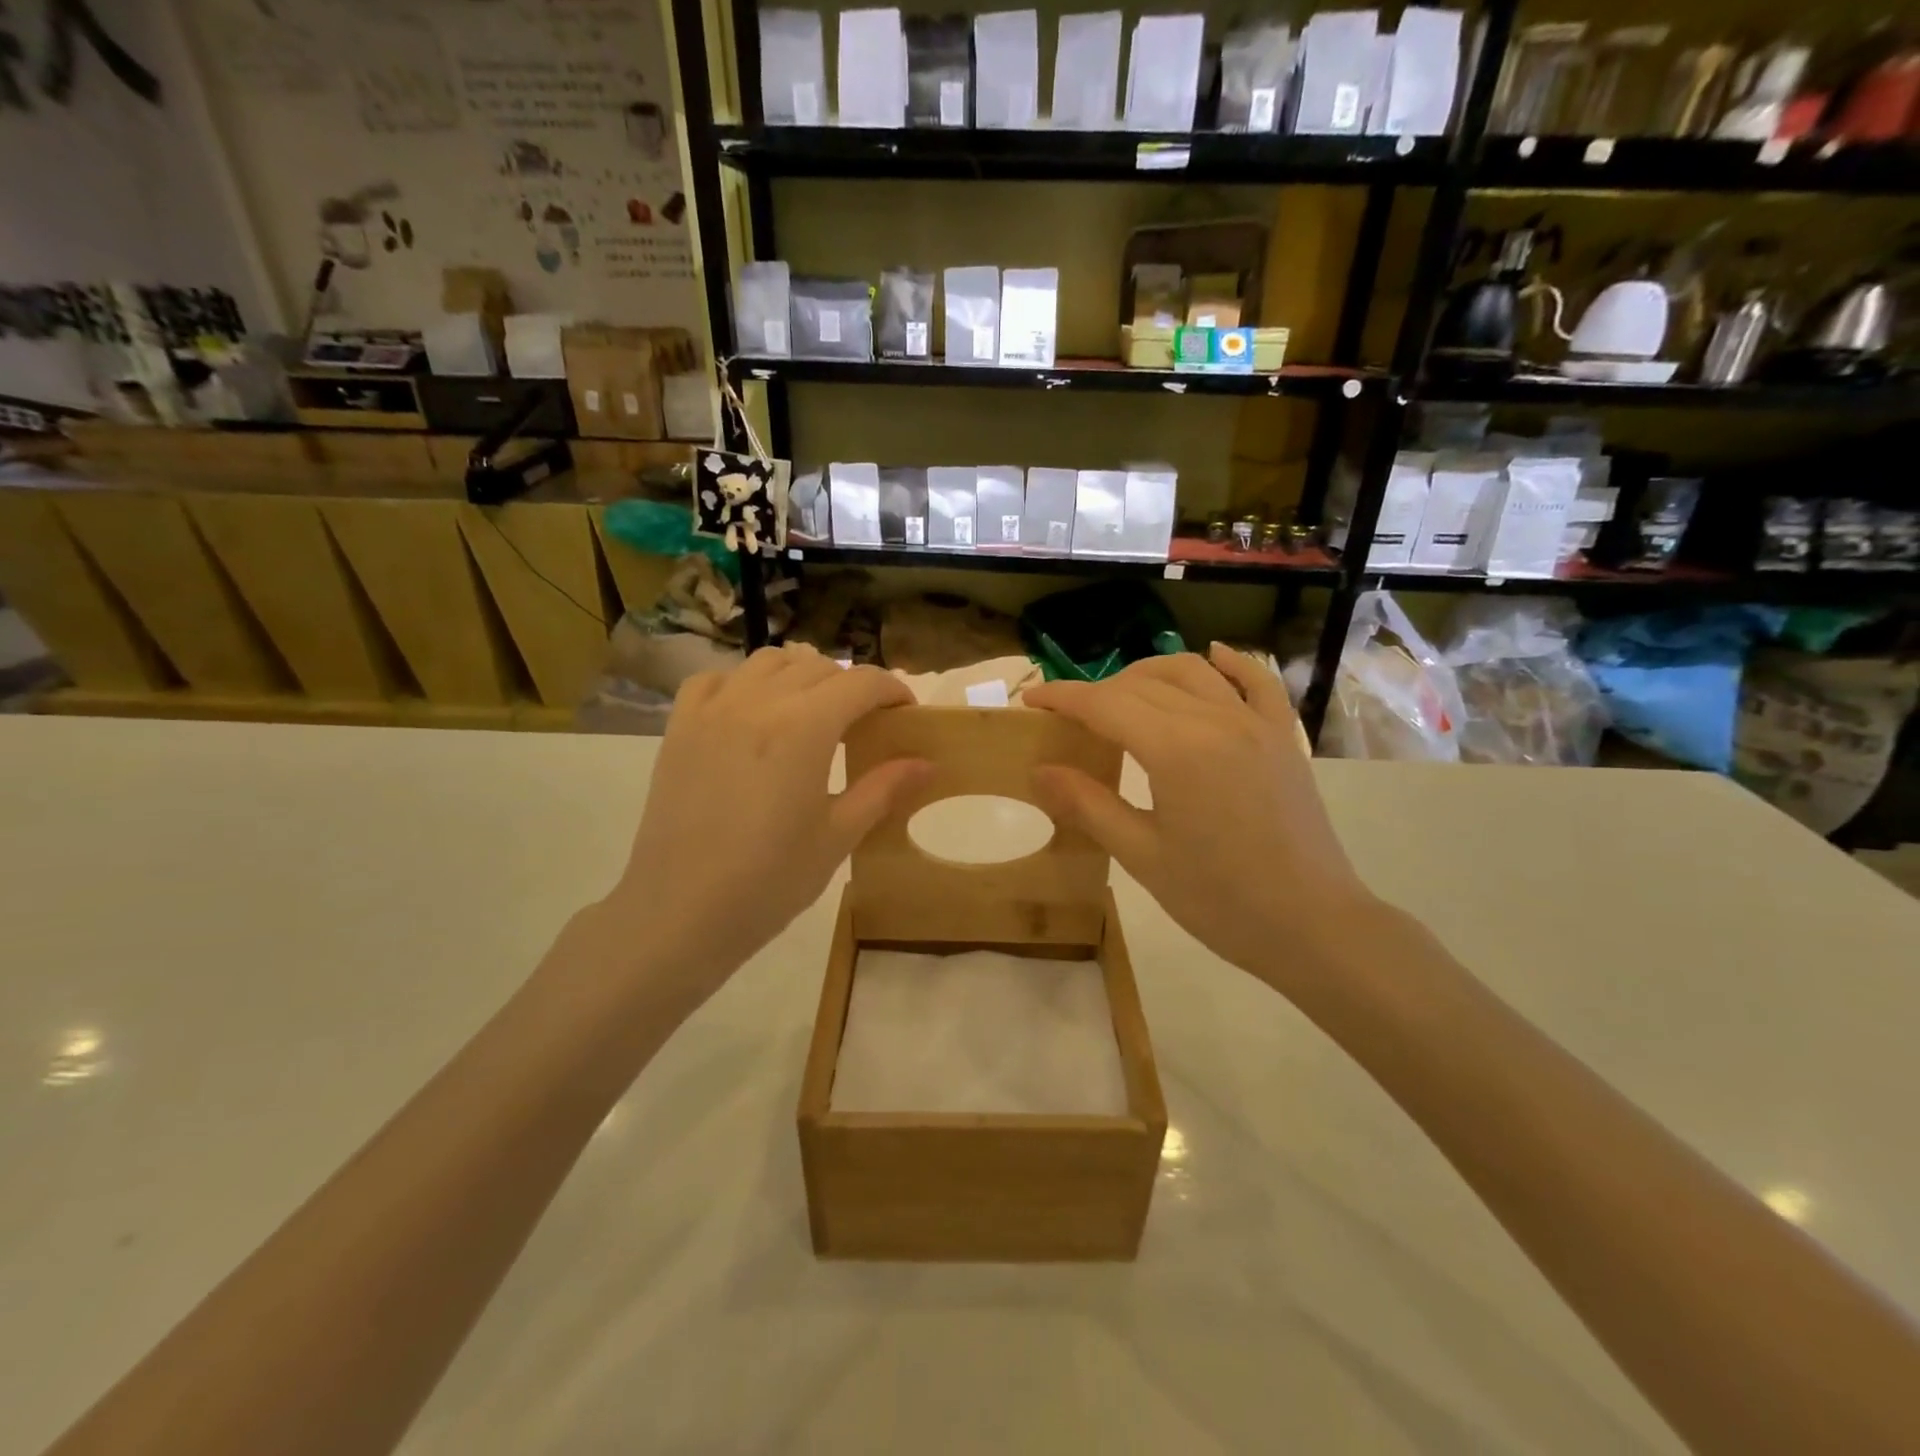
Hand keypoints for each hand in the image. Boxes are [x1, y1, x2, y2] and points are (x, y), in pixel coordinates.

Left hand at [606, 645, 929, 1007]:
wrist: (679, 912)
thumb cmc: (769, 882)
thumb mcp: (837, 837)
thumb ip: (883, 789)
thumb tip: (927, 763)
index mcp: (804, 728)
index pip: (861, 682)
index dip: (892, 690)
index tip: (906, 712)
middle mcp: (758, 702)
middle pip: (818, 667)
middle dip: (852, 685)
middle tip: (866, 721)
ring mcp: (713, 710)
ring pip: (768, 662)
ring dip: (802, 675)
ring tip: (814, 710)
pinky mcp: (680, 727)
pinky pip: (715, 680)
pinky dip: (744, 683)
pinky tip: (753, 712)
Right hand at [1025, 646, 1378, 988]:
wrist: (1312, 925)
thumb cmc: (1219, 900)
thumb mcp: (1142, 856)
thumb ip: (1088, 805)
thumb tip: (1040, 770)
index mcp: (1176, 750)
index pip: (1105, 704)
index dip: (1063, 698)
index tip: (1031, 700)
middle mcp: (1215, 720)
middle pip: (1143, 683)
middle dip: (1098, 691)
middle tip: (1070, 717)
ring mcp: (1255, 724)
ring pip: (1192, 672)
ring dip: (1149, 673)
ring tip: (1122, 695)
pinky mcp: (1282, 737)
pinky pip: (1257, 682)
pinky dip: (1230, 663)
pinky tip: (1212, 655)